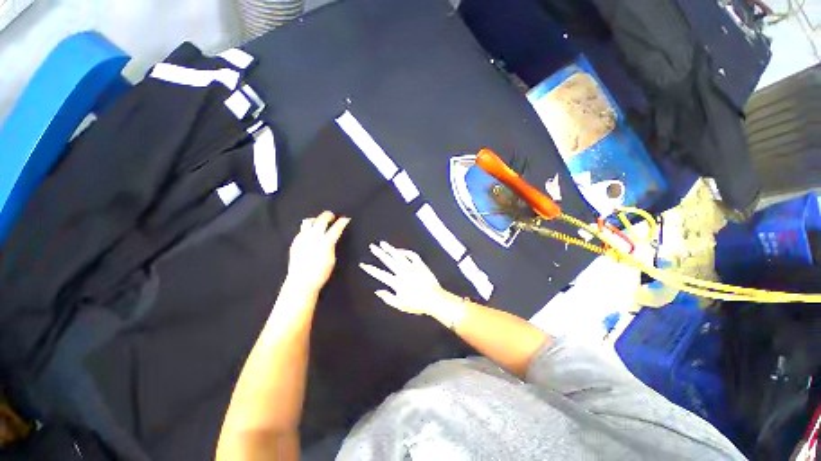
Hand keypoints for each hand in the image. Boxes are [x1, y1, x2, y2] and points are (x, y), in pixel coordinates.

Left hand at [286, 211, 350, 293]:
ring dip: (316, 219)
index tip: (346, 219)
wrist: (301, 282)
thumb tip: (332, 238)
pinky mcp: (295, 242)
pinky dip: (309, 229)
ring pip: (309, 221)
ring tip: (320, 222)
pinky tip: (311, 235)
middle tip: (333, 217)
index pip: (336, 227)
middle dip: (329, 215)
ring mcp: (303, 238)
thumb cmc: (321, 273)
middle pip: (322, 219)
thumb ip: (332, 245)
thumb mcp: (332, 259)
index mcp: (326, 242)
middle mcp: (314, 237)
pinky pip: (302, 230)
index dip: (343, 222)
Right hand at [359, 241, 457, 319]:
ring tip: (383, 243)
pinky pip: (412, 255)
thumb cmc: (417, 304)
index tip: (363, 264)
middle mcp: (403, 272)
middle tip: (372, 246)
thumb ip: (388, 298)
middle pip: (388, 260)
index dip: (370, 269)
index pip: (380, 274)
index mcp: (397, 282)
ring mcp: (412, 267)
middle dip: (379, 253)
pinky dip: (405, 251)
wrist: (434, 299)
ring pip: (399, 255)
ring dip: (390, 249)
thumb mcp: (401, 305)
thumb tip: (377, 291)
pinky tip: (400, 250)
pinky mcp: (420, 264)